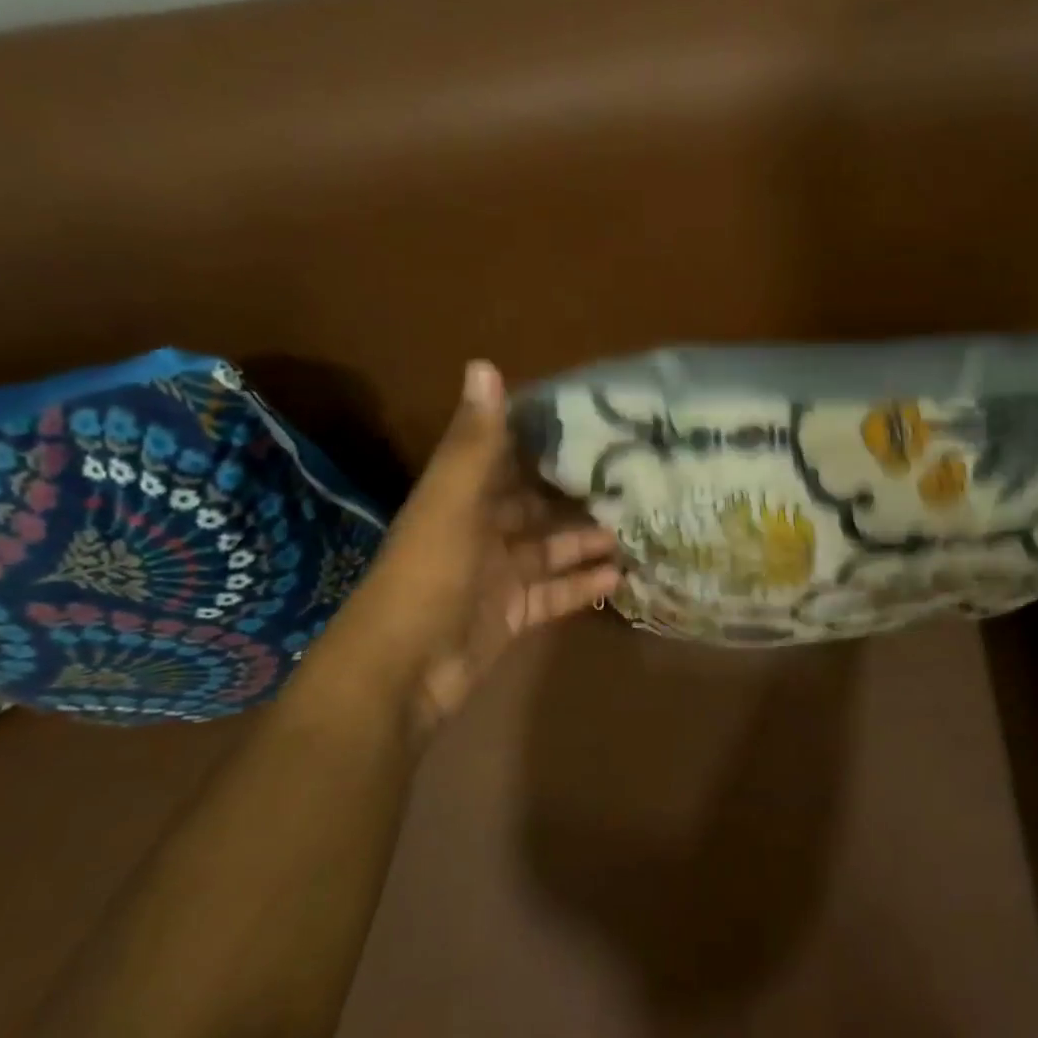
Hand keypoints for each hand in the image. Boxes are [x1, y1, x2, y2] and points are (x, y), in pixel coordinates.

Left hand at [286, 361, 619, 745]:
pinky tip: (619, 576)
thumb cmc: (429, 578)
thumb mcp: (451, 504)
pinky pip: (555, 593)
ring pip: (550, 549)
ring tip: (635, 526)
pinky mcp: (513, 614)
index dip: (540, 438)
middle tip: (629, 479)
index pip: (505, 457)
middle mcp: (480, 531)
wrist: (402, 673)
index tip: (590, 421)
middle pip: (534, 505)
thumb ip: (475, 443)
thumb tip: (484, 364)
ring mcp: (498, 576)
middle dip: (575, 492)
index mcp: (461, 498)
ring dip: (586, 539)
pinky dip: (582, 585)